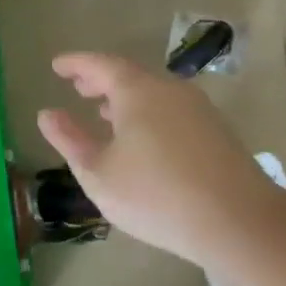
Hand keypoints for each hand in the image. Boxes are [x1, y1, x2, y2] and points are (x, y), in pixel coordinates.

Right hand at [37, 52, 285, 268]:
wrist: (238, 221)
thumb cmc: (156, 195)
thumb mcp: (99, 173)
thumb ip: (70, 140)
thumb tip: (47, 114)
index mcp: (138, 91)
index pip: (100, 65)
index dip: (76, 64)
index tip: (57, 66)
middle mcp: (170, 89)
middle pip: (129, 75)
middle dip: (101, 80)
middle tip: (78, 87)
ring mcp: (197, 109)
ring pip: (153, 93)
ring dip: (125, 99)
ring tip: (104, 112)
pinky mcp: (215, 131)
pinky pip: (171, 110)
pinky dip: (147, 113)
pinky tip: (141, 139)